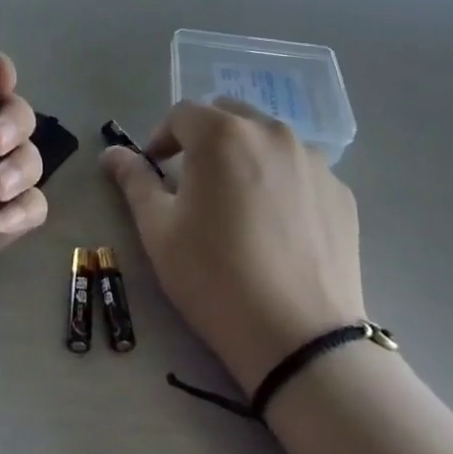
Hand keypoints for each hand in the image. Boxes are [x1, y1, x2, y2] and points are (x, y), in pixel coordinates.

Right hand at [104, 100, 365, 389]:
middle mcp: (271, 132)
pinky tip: (277, 226)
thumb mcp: (159, 229)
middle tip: (195, 183)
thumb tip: (111, 153)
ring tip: (240, 203)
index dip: (162, 138)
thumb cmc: (215, 277)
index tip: (156, 170)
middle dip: (205, 139)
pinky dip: (282, 181)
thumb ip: (134, 180)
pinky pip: (301, 170)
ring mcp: (313, 160)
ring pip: (268, 140)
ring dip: (246, 155)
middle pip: (228, 117)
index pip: (182, 114)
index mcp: (222, 134)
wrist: (299, 339)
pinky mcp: (341, 192)